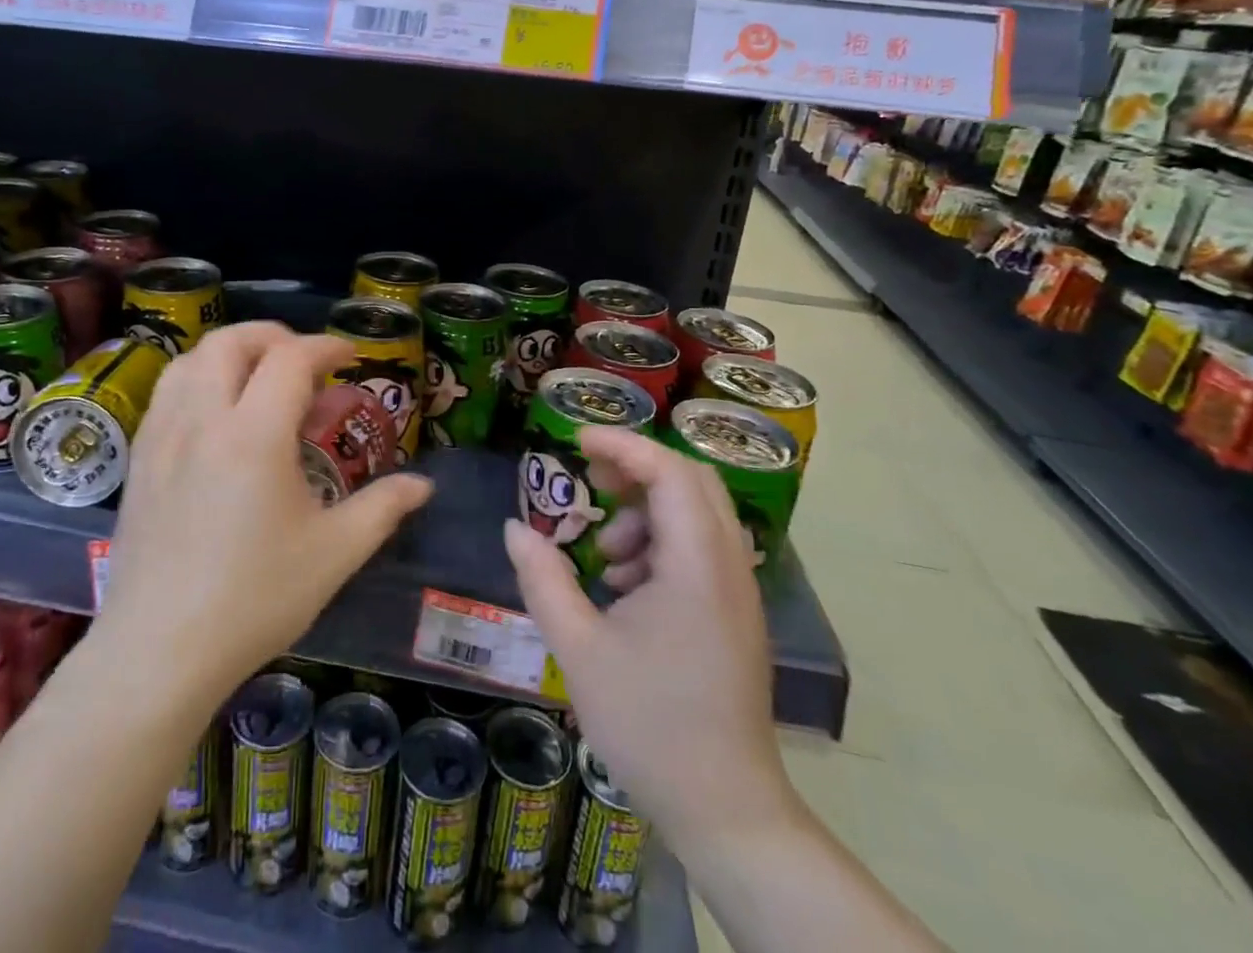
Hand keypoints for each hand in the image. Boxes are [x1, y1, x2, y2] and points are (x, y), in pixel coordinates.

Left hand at [99, 324, 433, 707]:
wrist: (159, 651)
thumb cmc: (254, 599)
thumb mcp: (333, 554)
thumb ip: (382, 508)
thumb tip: (424, 485)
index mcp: (254, 435)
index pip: (290, 359)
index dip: (325, 346)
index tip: (349, 357)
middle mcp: (203, 420)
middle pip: (231, 341)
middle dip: (273, 336)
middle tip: (303, 361)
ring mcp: (162, 436)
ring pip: (191, 360)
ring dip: (231, 353)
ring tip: (259, 379)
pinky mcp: (139, 459)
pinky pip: (166, 392)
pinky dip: (198, 378)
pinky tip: (216, 415)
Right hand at [503, 428, 795, 849]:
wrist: (725, 810)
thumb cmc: (649, 724)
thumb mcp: (578, 648)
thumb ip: (542, 579)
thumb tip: (514, 528)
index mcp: (696, 565)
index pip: (668, 472)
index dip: (622, 445)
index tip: (576, 441)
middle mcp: (727, 565)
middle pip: (690, 480)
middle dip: (636, 467)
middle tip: (589, 475)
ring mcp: (738, 590)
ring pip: (697, 512)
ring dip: (646, 510)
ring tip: (604, 552)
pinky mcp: (735, 613)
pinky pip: (700, 547)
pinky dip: (660, 542)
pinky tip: (626, 587)